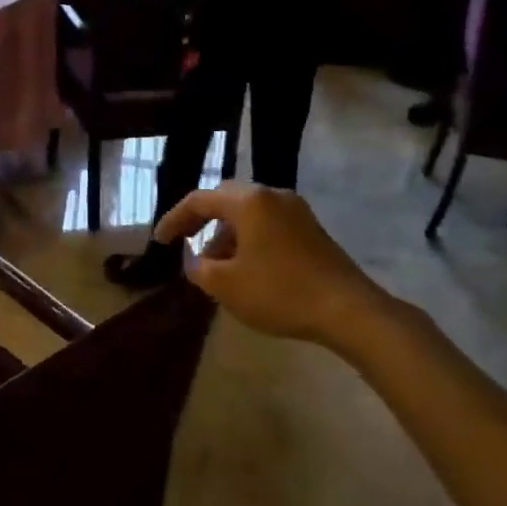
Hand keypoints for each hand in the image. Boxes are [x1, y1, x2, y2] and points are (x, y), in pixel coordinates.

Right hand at [155, 183, 394, 352]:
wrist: (348, 310)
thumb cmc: (279, 292)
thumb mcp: (226, 286)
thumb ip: (200, 269)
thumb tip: (195, 260)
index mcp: (248, 202)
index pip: (199, 200)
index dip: (174, 219)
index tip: (159, 241)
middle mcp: (272, 195)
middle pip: (225, 199)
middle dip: (201, 221)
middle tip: (184, 242)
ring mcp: (296, 210)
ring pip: (249, 213)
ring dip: (226, 233)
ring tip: (216, 266)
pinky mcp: (311, 229)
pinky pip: (268, 223)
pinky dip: (249, 238)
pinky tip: (246, 267)